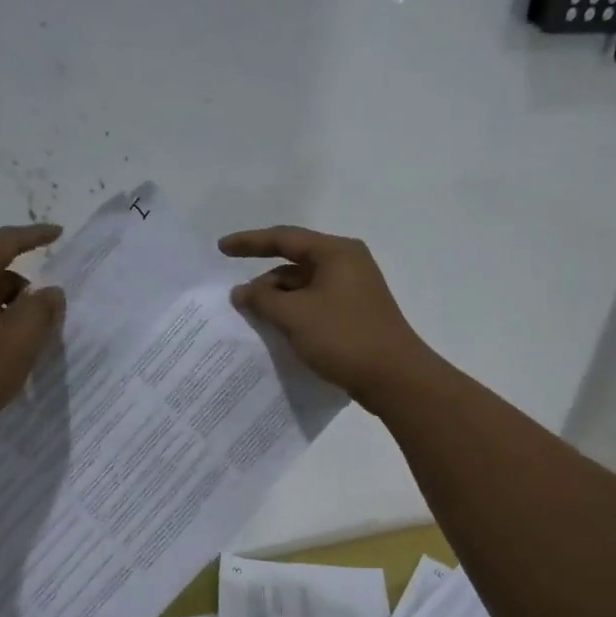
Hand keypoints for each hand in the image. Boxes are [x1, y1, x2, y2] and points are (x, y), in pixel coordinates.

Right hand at [218, 226, 437, 410]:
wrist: (394, 377)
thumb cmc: (343, 337)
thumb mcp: (294, 316)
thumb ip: (262, 299)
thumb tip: (241, 291)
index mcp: (335, 253)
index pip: (284, 238)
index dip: (249, 242)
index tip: (221, 249)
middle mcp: (346, 264)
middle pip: (293, 264)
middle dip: (264, 282)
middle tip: (238, 303)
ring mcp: (353, 290)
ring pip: (303, 288)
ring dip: (278, 301)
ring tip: (254, 321)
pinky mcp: (354, 314)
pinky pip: (315, 305)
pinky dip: (294, 314)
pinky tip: (278, 332)